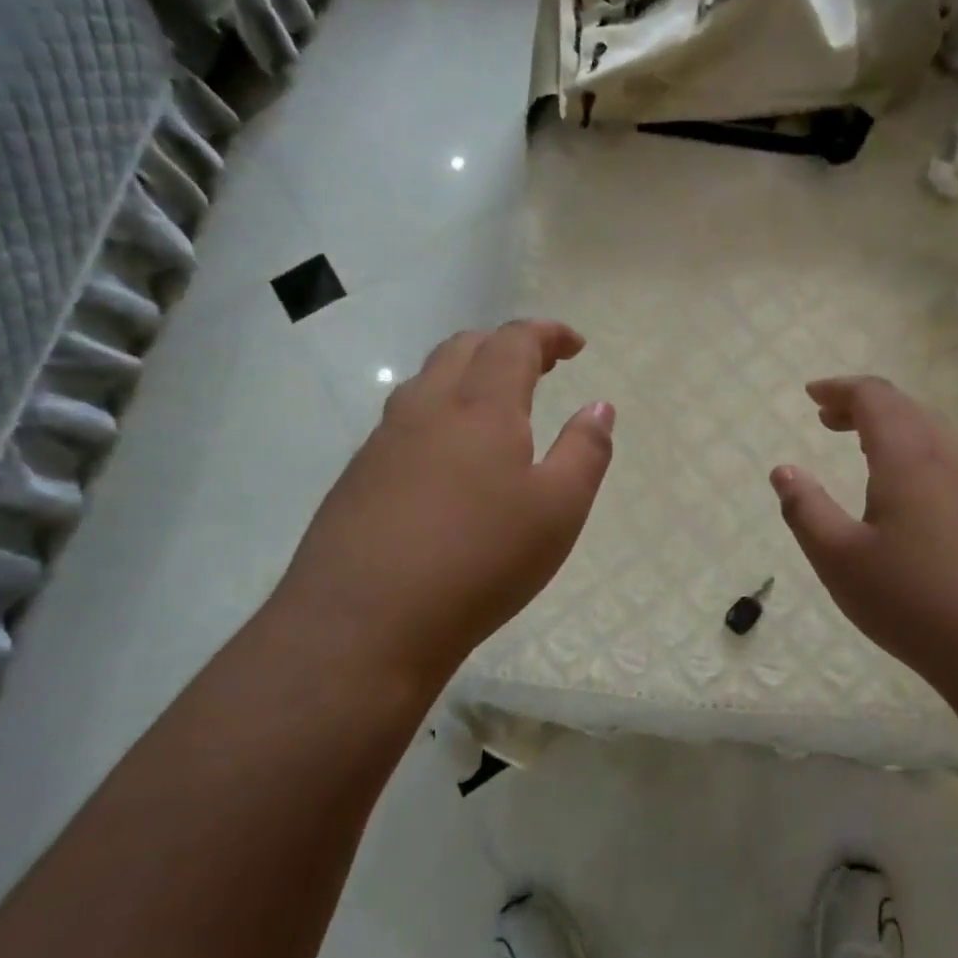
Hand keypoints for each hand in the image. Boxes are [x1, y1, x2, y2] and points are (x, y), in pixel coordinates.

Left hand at [271, 321, 613, 696]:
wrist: (363, 624)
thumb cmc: (480, 560)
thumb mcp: (559, 510)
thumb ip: (586, 451)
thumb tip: (599, 407)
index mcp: (482, 407)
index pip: (514, 342)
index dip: (548, 333)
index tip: (575, 345)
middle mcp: (427, 408)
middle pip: (464, 347)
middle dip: (506, 345)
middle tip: (540, 367)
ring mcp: (384, 440)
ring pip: (427, 380)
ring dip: (467, 374)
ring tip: (494, 405)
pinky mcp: (358, 475)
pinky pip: (404, 420)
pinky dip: (438, 412)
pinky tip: (448, 457)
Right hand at [770, 376, 957, 695]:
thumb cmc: (918, 603)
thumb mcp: (840, 560)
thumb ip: (806, 510)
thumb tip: (784, 470)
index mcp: (911, 458)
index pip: (875, 397)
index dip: (840, 389)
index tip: (811, 394)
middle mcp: (954, 458)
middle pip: (907, 409)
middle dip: (864, 406)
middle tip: (829, 420)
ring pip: (936, 435)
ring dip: (895, 431)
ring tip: (865, 453)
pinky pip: (956, 464)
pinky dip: (921, 457)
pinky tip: (912, 499)